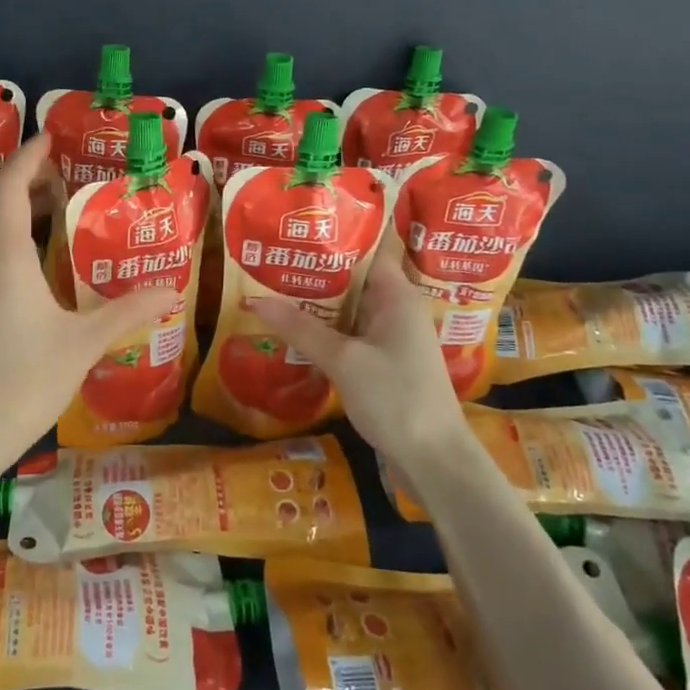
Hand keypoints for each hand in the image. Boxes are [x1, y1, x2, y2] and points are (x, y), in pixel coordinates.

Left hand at [0, 133, 178, 464]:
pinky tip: (38, 259)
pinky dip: (8, 235)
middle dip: (19, 176)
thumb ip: (126, 312)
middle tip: (58, 170)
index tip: (50, 138)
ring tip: (55, 207)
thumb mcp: (83, 343)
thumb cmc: (25, 381)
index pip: (9, 188)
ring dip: (12, 205)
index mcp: (7, 258)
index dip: (26, 157)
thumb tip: (172, 290)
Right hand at [250, 253, 464, 462]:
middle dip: (315, 271)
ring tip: (272, 287)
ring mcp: (391, 337)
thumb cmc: (396, 398)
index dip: (334, 237)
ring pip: (349, 308)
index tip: (296, 229)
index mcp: (397, 295)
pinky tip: (293, 330)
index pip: (367, 250)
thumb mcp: (343, 360)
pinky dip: (325, 330)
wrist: (434, 460)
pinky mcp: (384, 361)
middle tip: (271, 258)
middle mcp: (396, 309)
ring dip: (317, 303)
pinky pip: (350, 334)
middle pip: (353, 278)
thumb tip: (254, 299)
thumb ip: (300, 328)